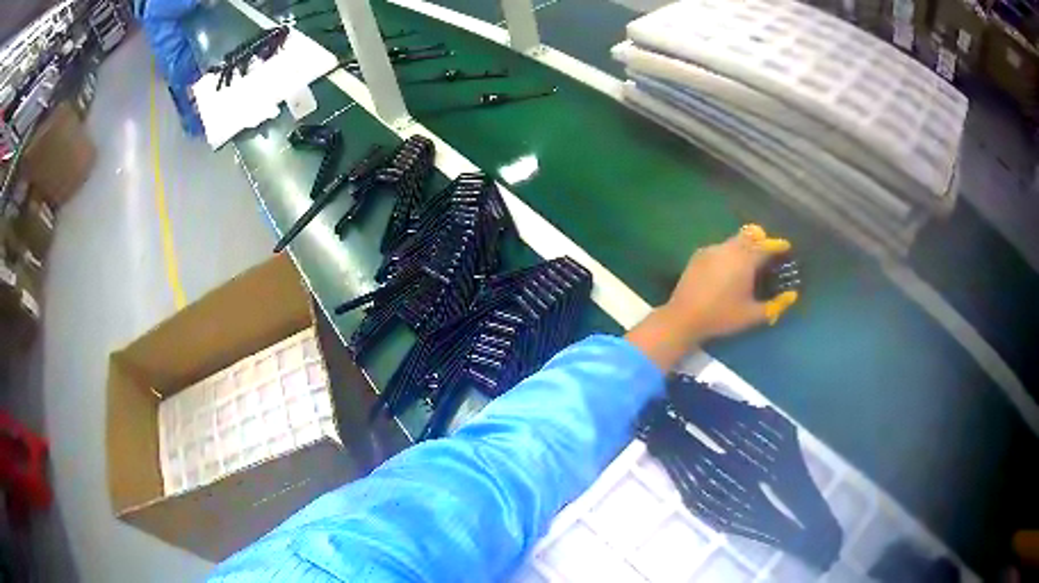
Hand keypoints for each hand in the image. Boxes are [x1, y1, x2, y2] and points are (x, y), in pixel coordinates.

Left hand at [663, 224, 797, 343]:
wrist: (683, 317)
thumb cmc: (721, 317)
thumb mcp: (752, 315)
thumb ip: (775, 305)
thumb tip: (792, 296)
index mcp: (744, 260)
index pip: (766, 246)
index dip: (778, 245)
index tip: (786, 247)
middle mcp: (729, 248)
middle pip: (749, 236)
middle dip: (761, 241)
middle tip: (768, 254)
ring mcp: (711, 249)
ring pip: (734, 241)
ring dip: (745, 246)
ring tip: (749, 263)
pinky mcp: (698, 255)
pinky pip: (720, 248)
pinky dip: (729, 252)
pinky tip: (728, 269)